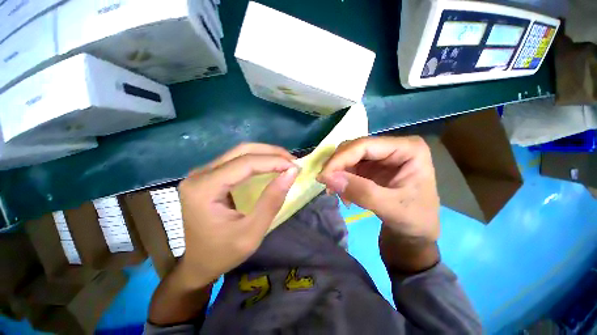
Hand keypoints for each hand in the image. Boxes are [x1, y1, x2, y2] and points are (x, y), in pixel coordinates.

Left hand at [177, 143, 298, 287]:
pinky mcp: (209, 176)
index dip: (273, 161)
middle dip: (271, 153)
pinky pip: (237, 160)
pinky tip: (270, 165)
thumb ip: (271, 201)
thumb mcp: (252, 232)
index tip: (295, 166)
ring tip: (285, 162)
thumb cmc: (223, 253)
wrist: (198, 263)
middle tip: (292, 161)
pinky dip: (257, 160)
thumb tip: (290, 173)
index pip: (245, 164)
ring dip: (265, 154)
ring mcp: (203, 173)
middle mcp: (200, 175)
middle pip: (241, 151)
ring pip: (240, 152)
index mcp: (204, 189)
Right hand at [318, 136, 439, 241]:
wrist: (416, 233)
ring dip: (338, 173)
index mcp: (407, 149)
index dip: (340, 159)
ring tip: (337, 193)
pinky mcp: (371, 167)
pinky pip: (348, 167)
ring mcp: (380, 157)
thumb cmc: (414, 220)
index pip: (364, 145)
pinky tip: (344, 194)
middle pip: (354, 148)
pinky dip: (341, 179)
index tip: (323, 176)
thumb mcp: (391, 208)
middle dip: (337, 166)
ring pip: (348, 156)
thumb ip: (361, 192)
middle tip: (327, 185)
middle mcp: (392, 147)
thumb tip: (328, 178)